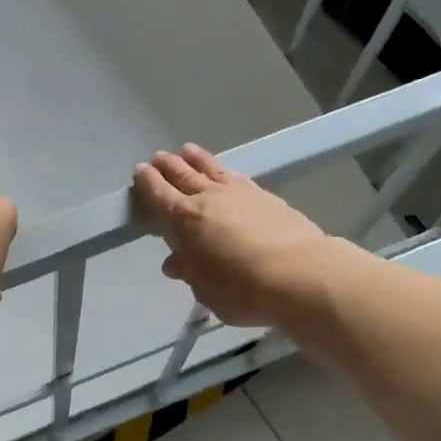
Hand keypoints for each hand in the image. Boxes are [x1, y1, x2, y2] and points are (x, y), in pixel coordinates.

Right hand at [132, 145, 332, 327]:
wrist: (301, 275)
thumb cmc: (242, 289)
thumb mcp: (206, 289)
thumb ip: (190, 271)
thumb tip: (175, 262)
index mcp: (184, 220)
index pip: (158, 194)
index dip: (146, 183)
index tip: (139, 173)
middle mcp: (208, 198)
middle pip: (182, 175)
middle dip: (167, 166)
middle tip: (158, 158)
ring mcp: (239, 193)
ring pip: (210, 169)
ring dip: (195, 160)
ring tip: (187, 151)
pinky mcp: (266, 196)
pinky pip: (235, 176)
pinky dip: (223, 170)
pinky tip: (225, 172)